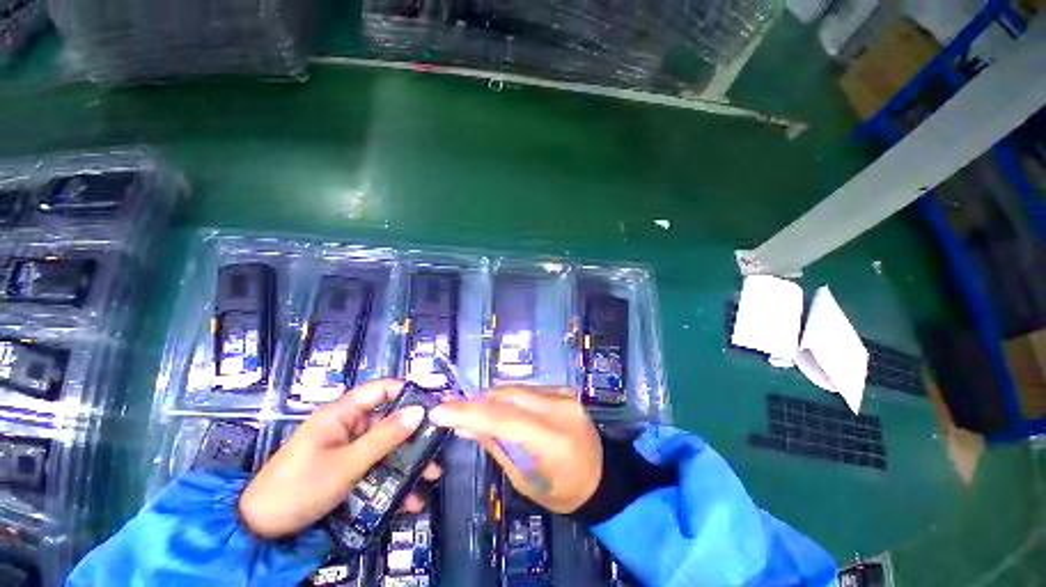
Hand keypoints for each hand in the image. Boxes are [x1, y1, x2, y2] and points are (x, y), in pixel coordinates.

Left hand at [239, 379, 441, 538]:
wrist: (260, 530)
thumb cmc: (301, 488)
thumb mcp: (347, 464)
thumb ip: (386, 437)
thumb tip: (420, 411)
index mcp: (342, 413)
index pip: (381, 389)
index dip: (407, 392)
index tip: (432, 406)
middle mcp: (348, 425)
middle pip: (388, 420)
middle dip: (413, 436)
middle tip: (437, 448)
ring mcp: (348, 448)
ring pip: (385, 446)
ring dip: (407, 462)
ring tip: (430, 477)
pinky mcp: (347, 468)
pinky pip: (375, 466)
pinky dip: (391, 478)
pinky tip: (408, 497)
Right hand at [428, 386, 601, 513]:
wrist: (603, 476)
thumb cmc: (562, 490)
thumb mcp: (524, 478)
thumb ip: (495, 445)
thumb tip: (464, 425)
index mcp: (551, 439)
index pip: (502, 418)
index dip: (467, 412)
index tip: (439, 412)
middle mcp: (559, 408)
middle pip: (506, 395)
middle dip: (478, 403)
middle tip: (456, 412)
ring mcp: (564, 394)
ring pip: (514, 388)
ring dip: (493, 400)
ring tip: (479, 414)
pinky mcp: (564, 390)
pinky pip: (527, 389)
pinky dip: (510, 399)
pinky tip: (506, 412)